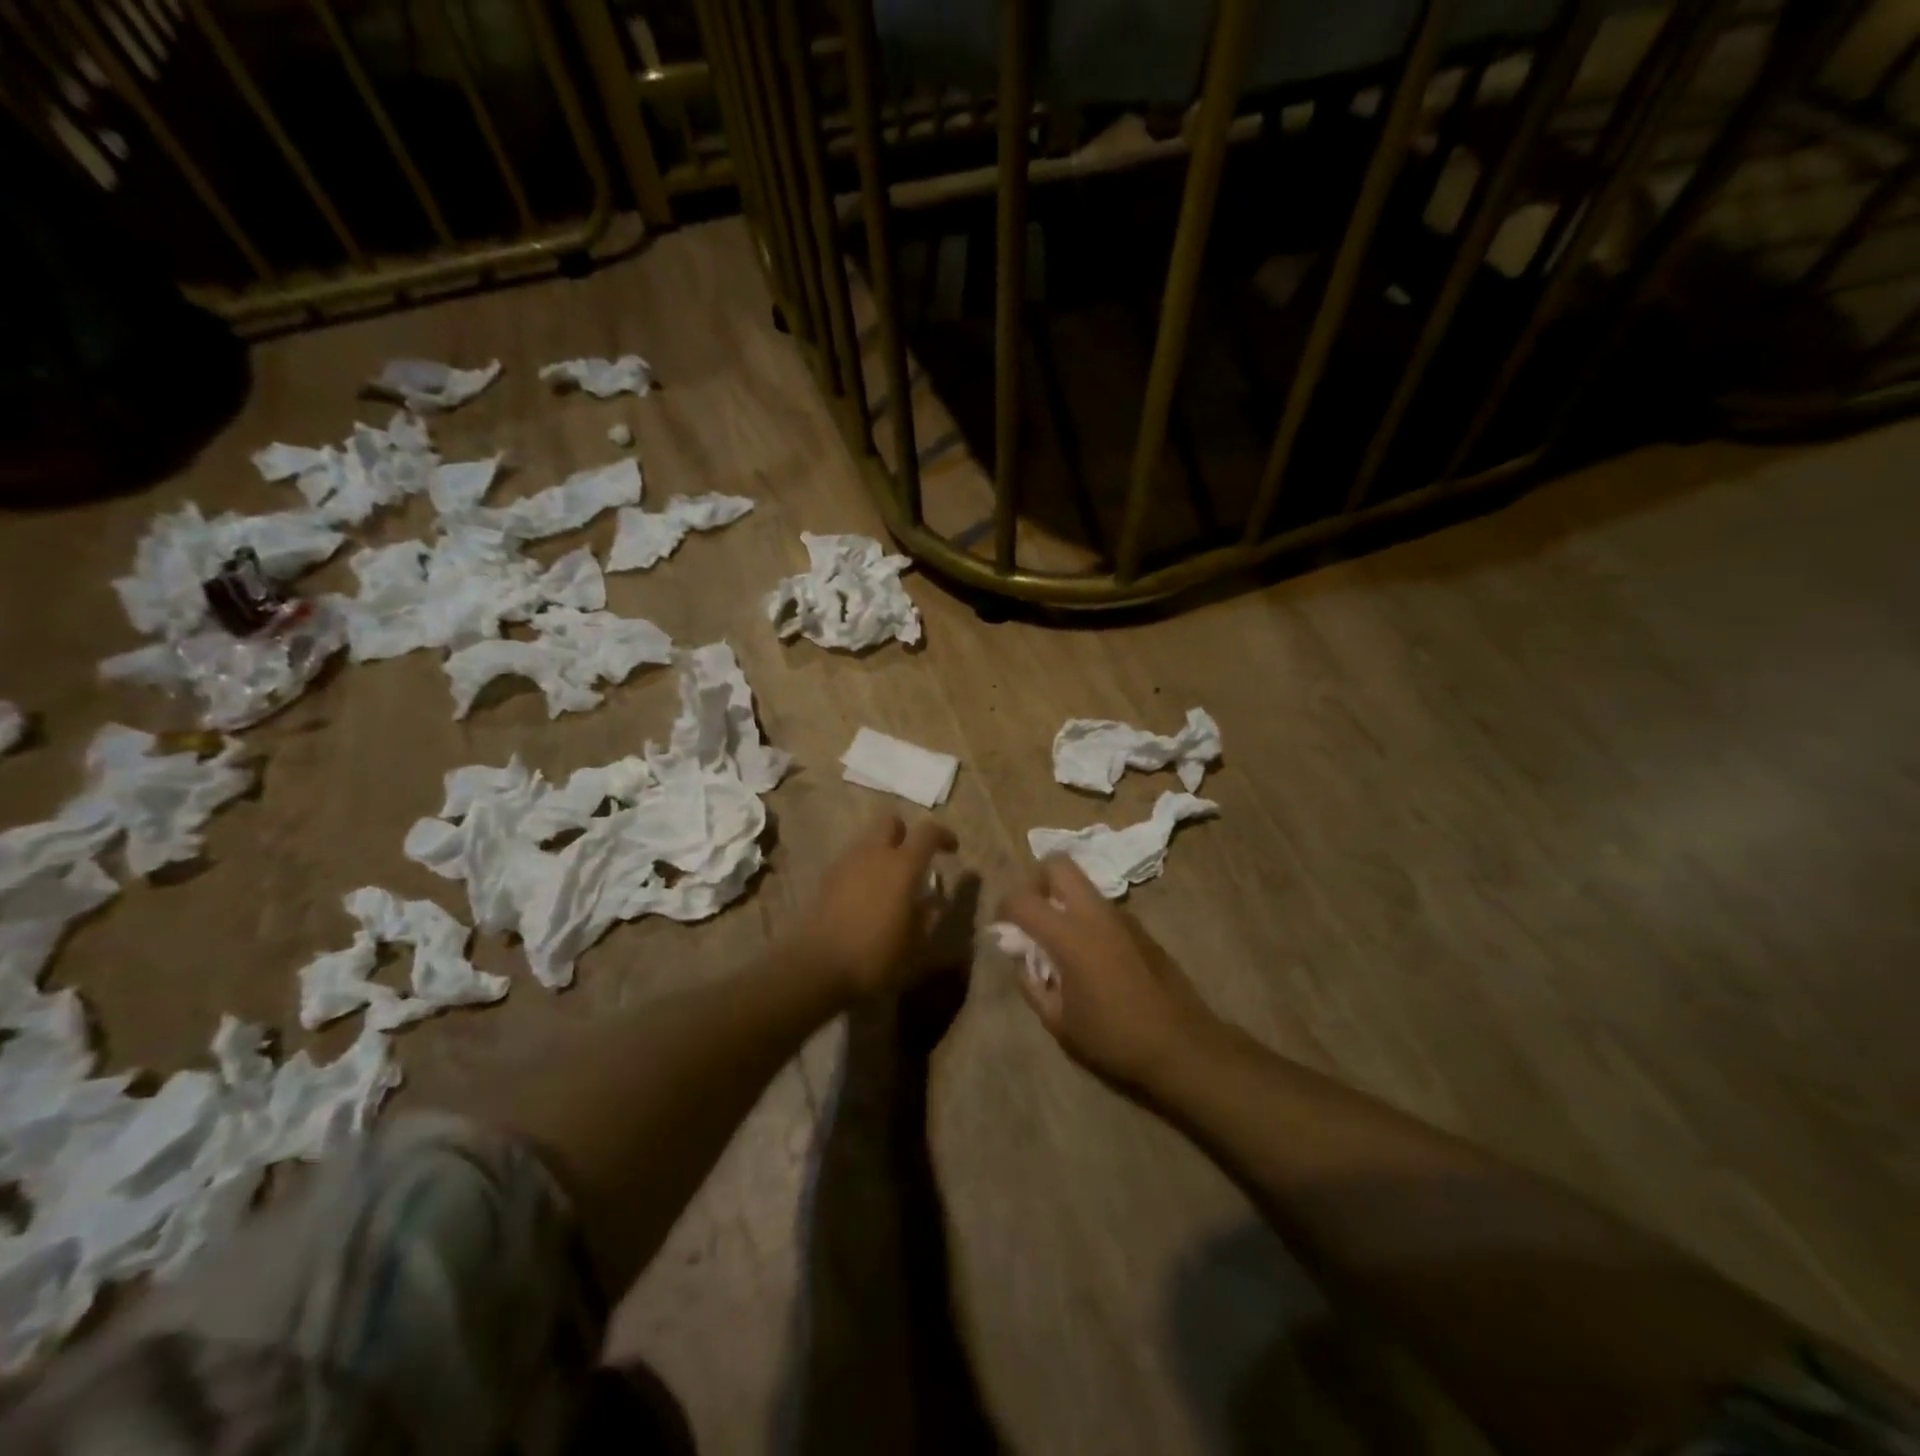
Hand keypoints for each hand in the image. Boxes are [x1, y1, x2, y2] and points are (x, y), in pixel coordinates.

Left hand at [797, 814, 959, 999]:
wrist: (815, 969)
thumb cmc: (875, 958)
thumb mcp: (916, 948)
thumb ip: (929, 919)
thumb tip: (935, 902)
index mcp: (902, 866)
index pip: (927, 832)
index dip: (943, 835)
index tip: (952, 850)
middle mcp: (873, 854)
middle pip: (890, 822)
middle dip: (905, 833)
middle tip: (914, 858)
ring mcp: (845, 864)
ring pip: (868, 841)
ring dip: (882, 851)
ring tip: (890, 882)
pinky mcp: (825, 879)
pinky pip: (851, 861)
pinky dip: (863, 869)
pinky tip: (866, 897)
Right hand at [999, 856, 1220, 1091]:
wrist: (1182, 1045)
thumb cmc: (1113, 1038)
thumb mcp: (1059, 1022)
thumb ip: (1032, 985)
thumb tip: (1023, 961)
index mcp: (1069, 936)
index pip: (1022, 898)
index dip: (1004, 907)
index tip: (1003, 927)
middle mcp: (1095, 914)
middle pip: (1058, 864)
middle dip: (1037, 881)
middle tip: (1034, 916)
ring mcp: (1122, 917)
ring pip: (1083, 885)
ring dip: (1064, 899)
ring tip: (1061, 941)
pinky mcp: (1141, 928)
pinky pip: (1103, 907)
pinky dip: (1087, 917)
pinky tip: (1091, 956)